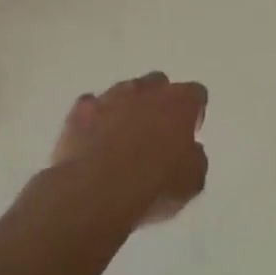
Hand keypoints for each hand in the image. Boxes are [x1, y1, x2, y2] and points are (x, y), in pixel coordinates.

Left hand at [49, 72, 207, 225]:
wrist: (97, 191)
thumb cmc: (155, 184)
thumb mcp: (193, 180)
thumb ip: (195, 157)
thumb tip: (190, 151)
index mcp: (180, 102)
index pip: (195, 94)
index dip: (193, 113)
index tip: (189, 133)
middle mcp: (147, 89)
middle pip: (158, 84)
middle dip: (159, 103)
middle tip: (156, 134)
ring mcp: (110, 96)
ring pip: (124, 92)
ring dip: (127, 109)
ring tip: (122, 141)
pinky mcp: (80, 110)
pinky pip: (92, 107)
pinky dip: (95, 120)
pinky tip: (94, 142)